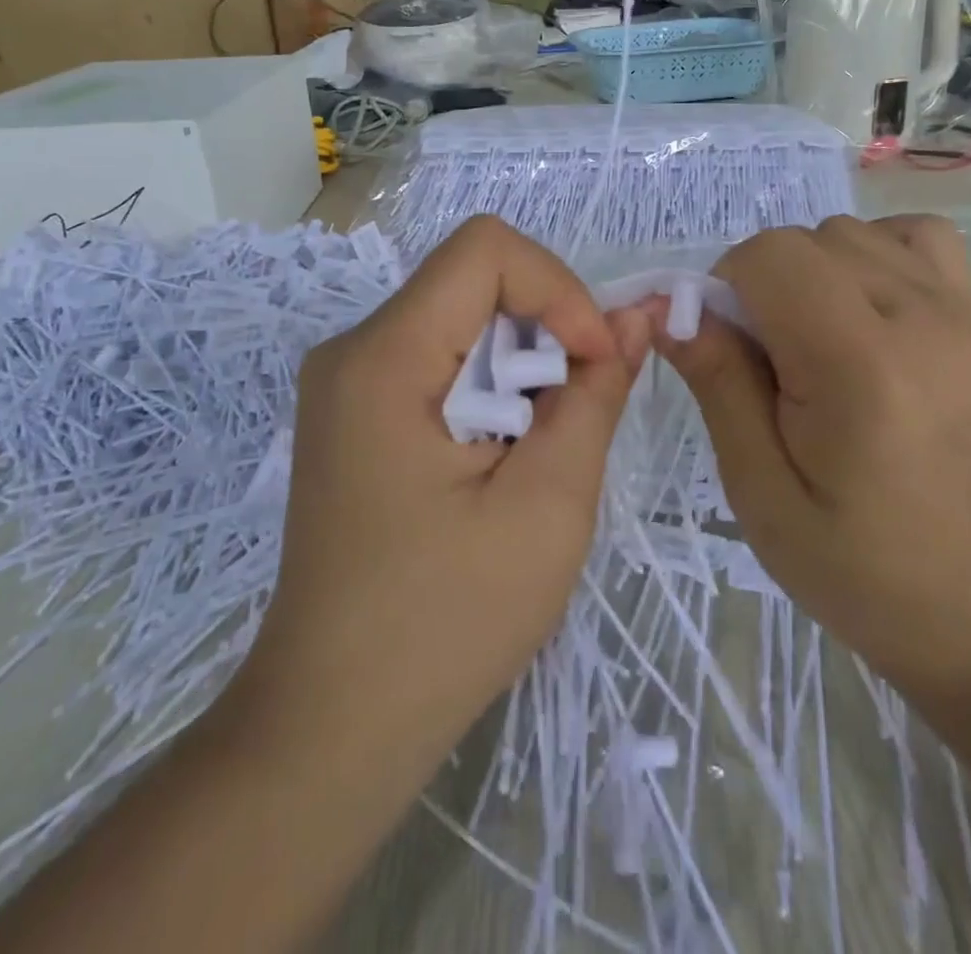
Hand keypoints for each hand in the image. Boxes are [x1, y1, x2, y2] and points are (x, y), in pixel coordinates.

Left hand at [241, 216, 652, 776]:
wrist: (335, 723)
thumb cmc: (446, 623)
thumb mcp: (548, 505)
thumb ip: (595, 395)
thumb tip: (636, 318)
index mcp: (384, 358)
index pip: (485, 248)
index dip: (558, 288)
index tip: (593, 364)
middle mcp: (352, 349)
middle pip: (473, 281)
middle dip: (545, 332)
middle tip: (571, 420)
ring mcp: (345, 381)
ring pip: (461, 319)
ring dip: (521, 366)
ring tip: (534, 452)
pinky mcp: (354, 412)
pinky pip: (438, 358)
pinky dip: (490, 387)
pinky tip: (498, 460)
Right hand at [656, 214, 970, 694]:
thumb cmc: (862, 569)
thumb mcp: (762, 492)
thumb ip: (718, 386)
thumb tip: (669, 309)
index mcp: (858, 366)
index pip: (770, 256)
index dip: (725, 289)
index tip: (724, 350)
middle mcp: (918, 317)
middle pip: (807, 239)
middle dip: (763, 284)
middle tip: (766, 363)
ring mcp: (960, 312)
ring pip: (853, 232)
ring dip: (812, 271)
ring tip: (814, 341)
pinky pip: (916, 237)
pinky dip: (873, 254)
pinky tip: (864, 310)